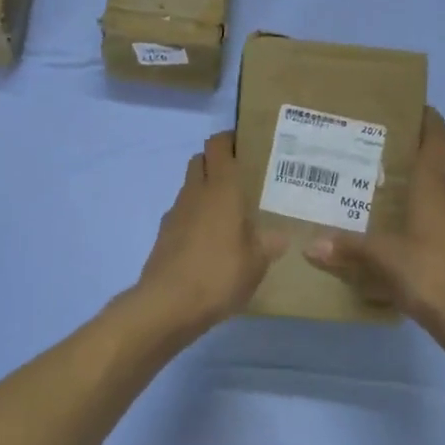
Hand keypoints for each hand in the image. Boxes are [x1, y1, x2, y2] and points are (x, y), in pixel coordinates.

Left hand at [134, 131, 285, 337]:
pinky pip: (183, 214)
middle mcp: (195, 192)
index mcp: (221, 189)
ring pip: (191, 187)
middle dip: (218, 162)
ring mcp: (176, 213)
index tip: (248, 146)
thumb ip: (269, 244)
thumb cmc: (219, 274)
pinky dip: (195, 217)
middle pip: (201, 160)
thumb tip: (280, 235)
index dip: (230, 139)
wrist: (168, 304)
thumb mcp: (257, 263)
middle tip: (243, 179)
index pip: (219, 145)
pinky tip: (211, 241)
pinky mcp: (164, 235)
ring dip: (206, 191)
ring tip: (230, 213)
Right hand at [303, 108, 444, 345]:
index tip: (416, 109)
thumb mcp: (382, 258)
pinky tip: (405, 252)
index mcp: (436, 189)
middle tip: (377, 174)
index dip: (430, 121)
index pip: (439, 141)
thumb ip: (347, 248)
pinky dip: (427, 234)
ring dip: (419, 206)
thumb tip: (311, 246)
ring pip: (441, 206)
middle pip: (435, 175)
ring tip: (386, 215)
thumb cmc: (428, 273)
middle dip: (410, 172)